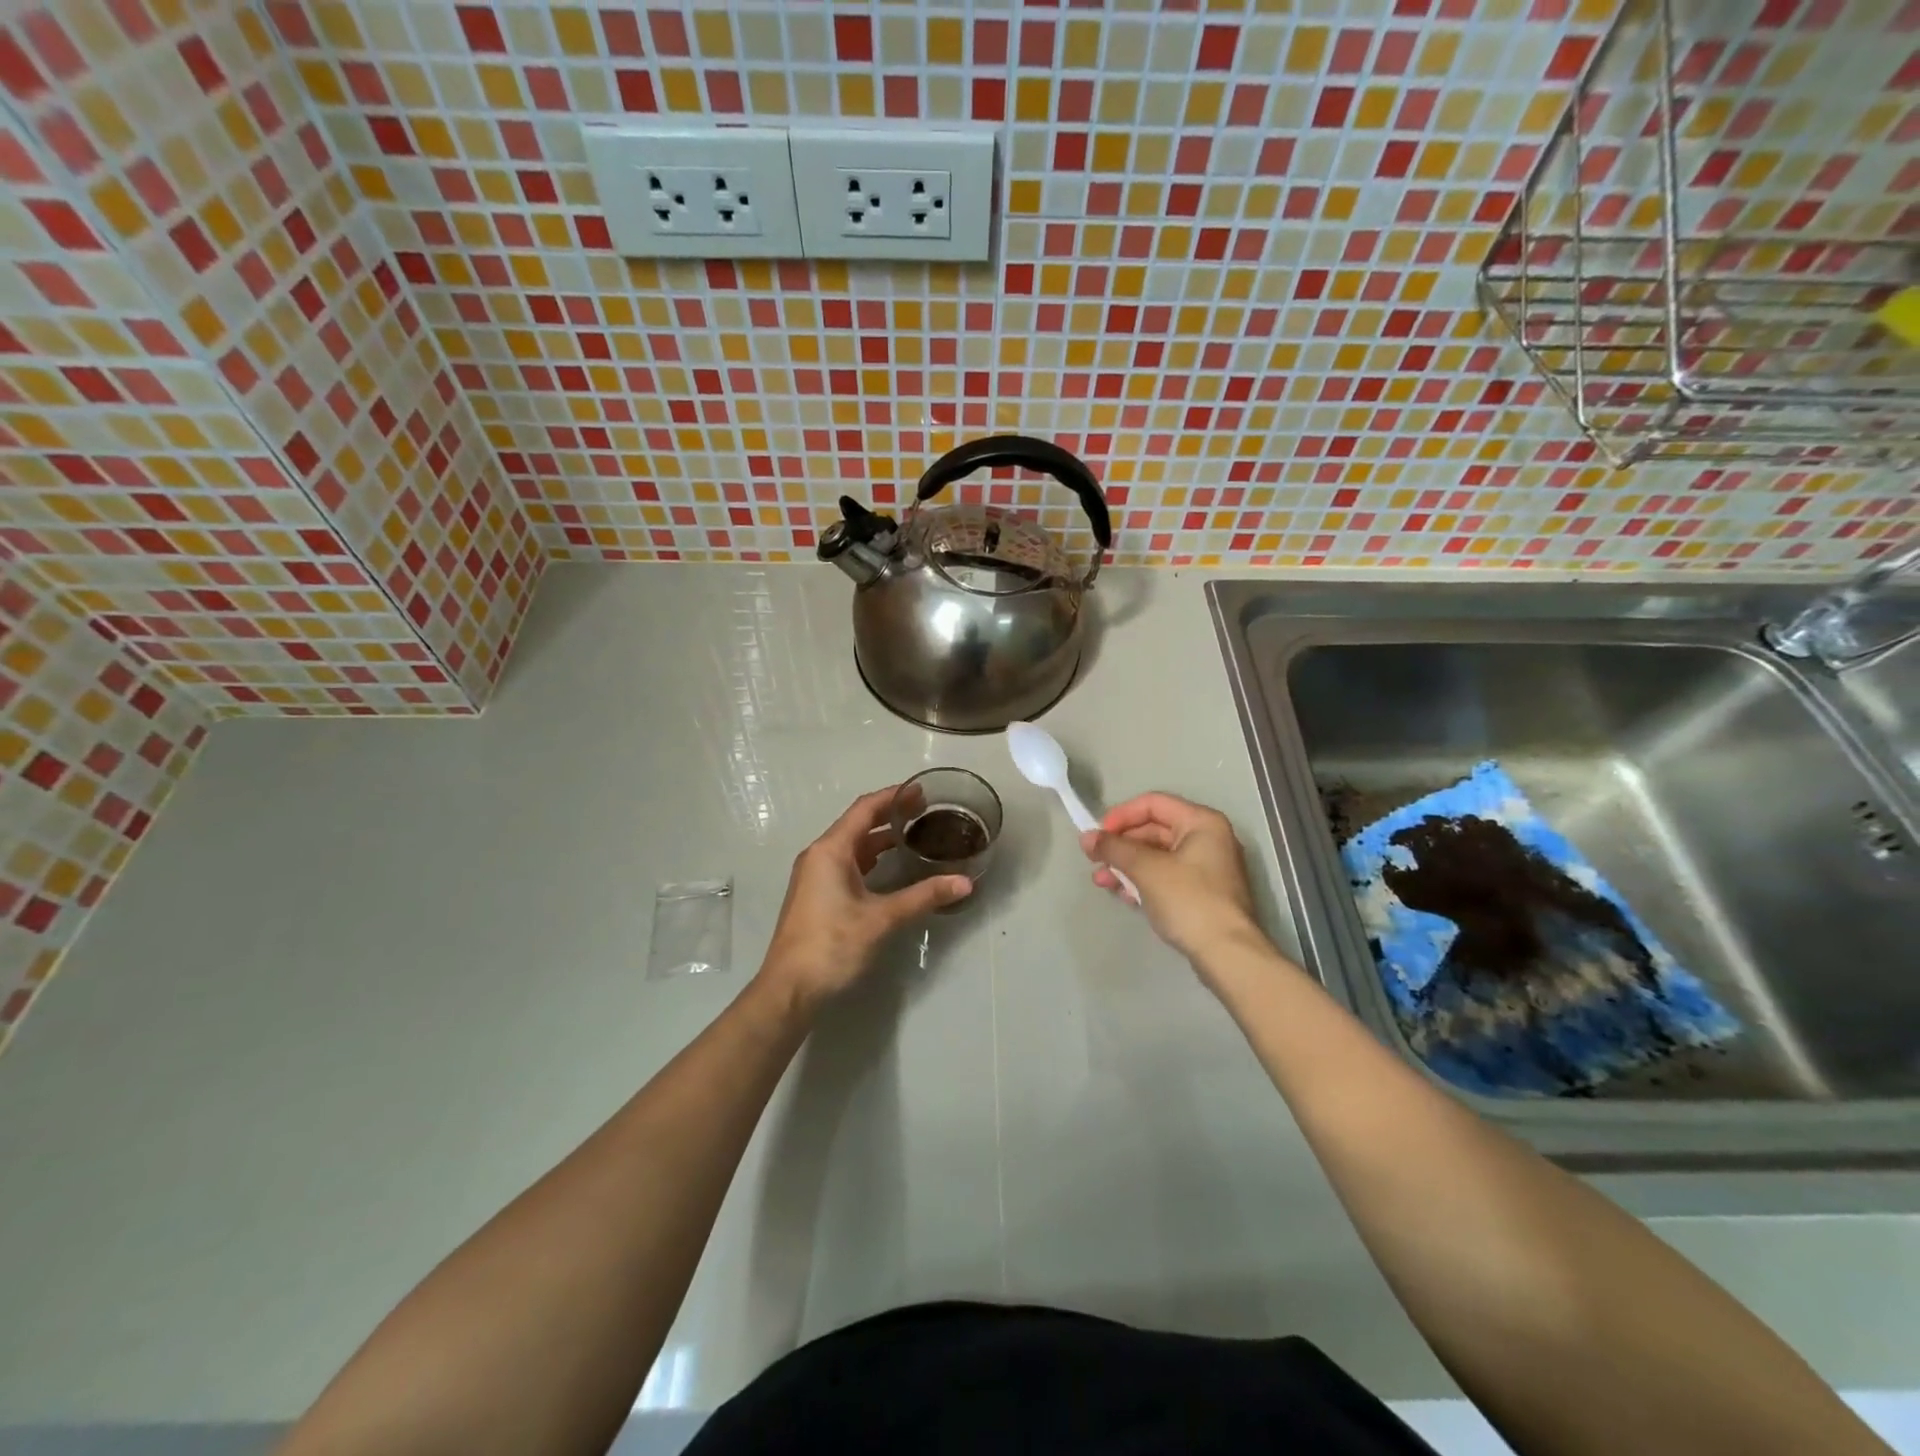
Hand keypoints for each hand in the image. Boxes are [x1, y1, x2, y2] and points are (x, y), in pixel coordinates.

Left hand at [761, 785, 971, 1008]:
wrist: (789, 990)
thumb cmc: (832, 946)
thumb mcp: (881, 919)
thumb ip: (923, 897)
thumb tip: (965, 882)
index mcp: (830, 851)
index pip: (864, 809)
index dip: (893, 796)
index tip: (921, 790)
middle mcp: (819, 856)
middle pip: (857, 824)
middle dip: (890, 814)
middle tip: (925, 810)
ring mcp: (815, 876)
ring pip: (852, 846)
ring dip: (880, 837)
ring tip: (914, 833)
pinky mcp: (817, 895)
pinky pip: (847, 864)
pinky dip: (870, 858)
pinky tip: (891, 866)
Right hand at [1081, 793, 1259, 962]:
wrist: (1227, 954)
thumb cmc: (1188, 900)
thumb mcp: (1146, 869)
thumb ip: (1114, 848)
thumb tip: (1086, 837)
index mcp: (1201, 822)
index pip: (1153, 803)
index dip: (1121, 815)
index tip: (1097, 835)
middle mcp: (1207, 838)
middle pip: (1154, 829)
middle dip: (1121, 845)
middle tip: (1094, 860)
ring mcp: (1206, 867)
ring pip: (1157, 856)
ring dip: (1127, 865)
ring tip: (1102, 882)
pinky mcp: (1202, 893)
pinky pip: (1165, 876)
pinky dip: (1143, 881)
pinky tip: (1124, 896)